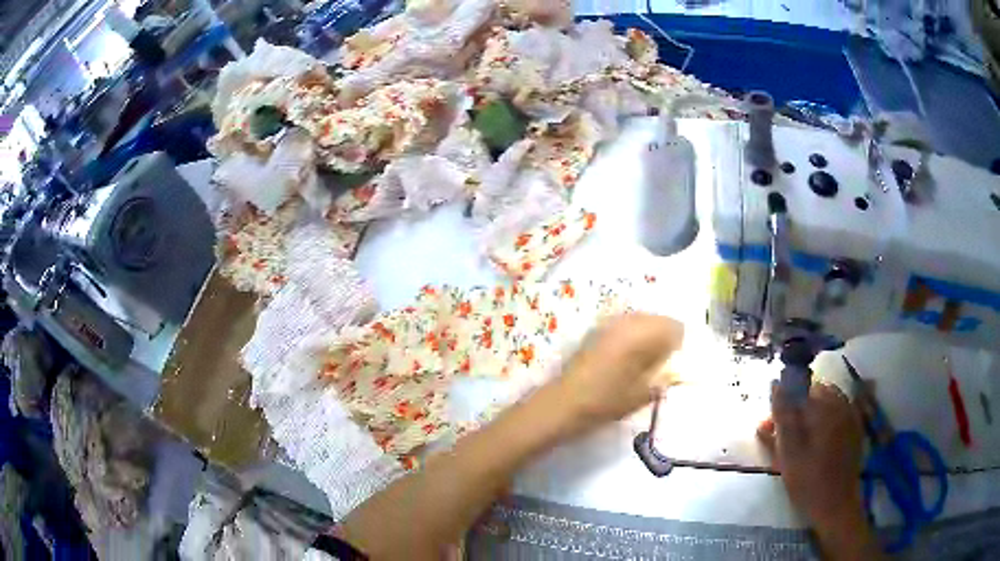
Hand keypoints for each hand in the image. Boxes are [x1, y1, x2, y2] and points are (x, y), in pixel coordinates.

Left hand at [551, 313, 683, 433]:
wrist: (564, 403)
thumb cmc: (607, 401)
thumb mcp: (644, 393)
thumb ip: (665, 376)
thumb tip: (676, 368)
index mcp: (642, 333)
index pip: (675, 326)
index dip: (678, 345)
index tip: (673, 365)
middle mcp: (627, 320)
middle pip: (657, 320)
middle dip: (663, 338)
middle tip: (659, 364)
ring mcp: (609, 322)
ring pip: (640, 321)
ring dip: (646, 337)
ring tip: (642, 363)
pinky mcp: (595, 330)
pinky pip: (623, 327)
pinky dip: (630, 338)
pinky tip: (623, 360)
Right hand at [757, 382, 866, 534]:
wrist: (836, 504)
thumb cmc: (808, 480)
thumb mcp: (788, 451)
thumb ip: (782, 417)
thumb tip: (775, 384)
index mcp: (826, 406)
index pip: (801, 387)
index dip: (784, 403)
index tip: (772, 424)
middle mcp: (841, 403)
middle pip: (815, 393)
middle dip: (797, 409)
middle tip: (782, 435)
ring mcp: (851, 414)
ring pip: (826, 402)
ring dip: (810, 414)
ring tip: (798, 441)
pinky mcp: (855, 427)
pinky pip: (837, 412)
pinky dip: (824, 420)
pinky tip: (816, 442)